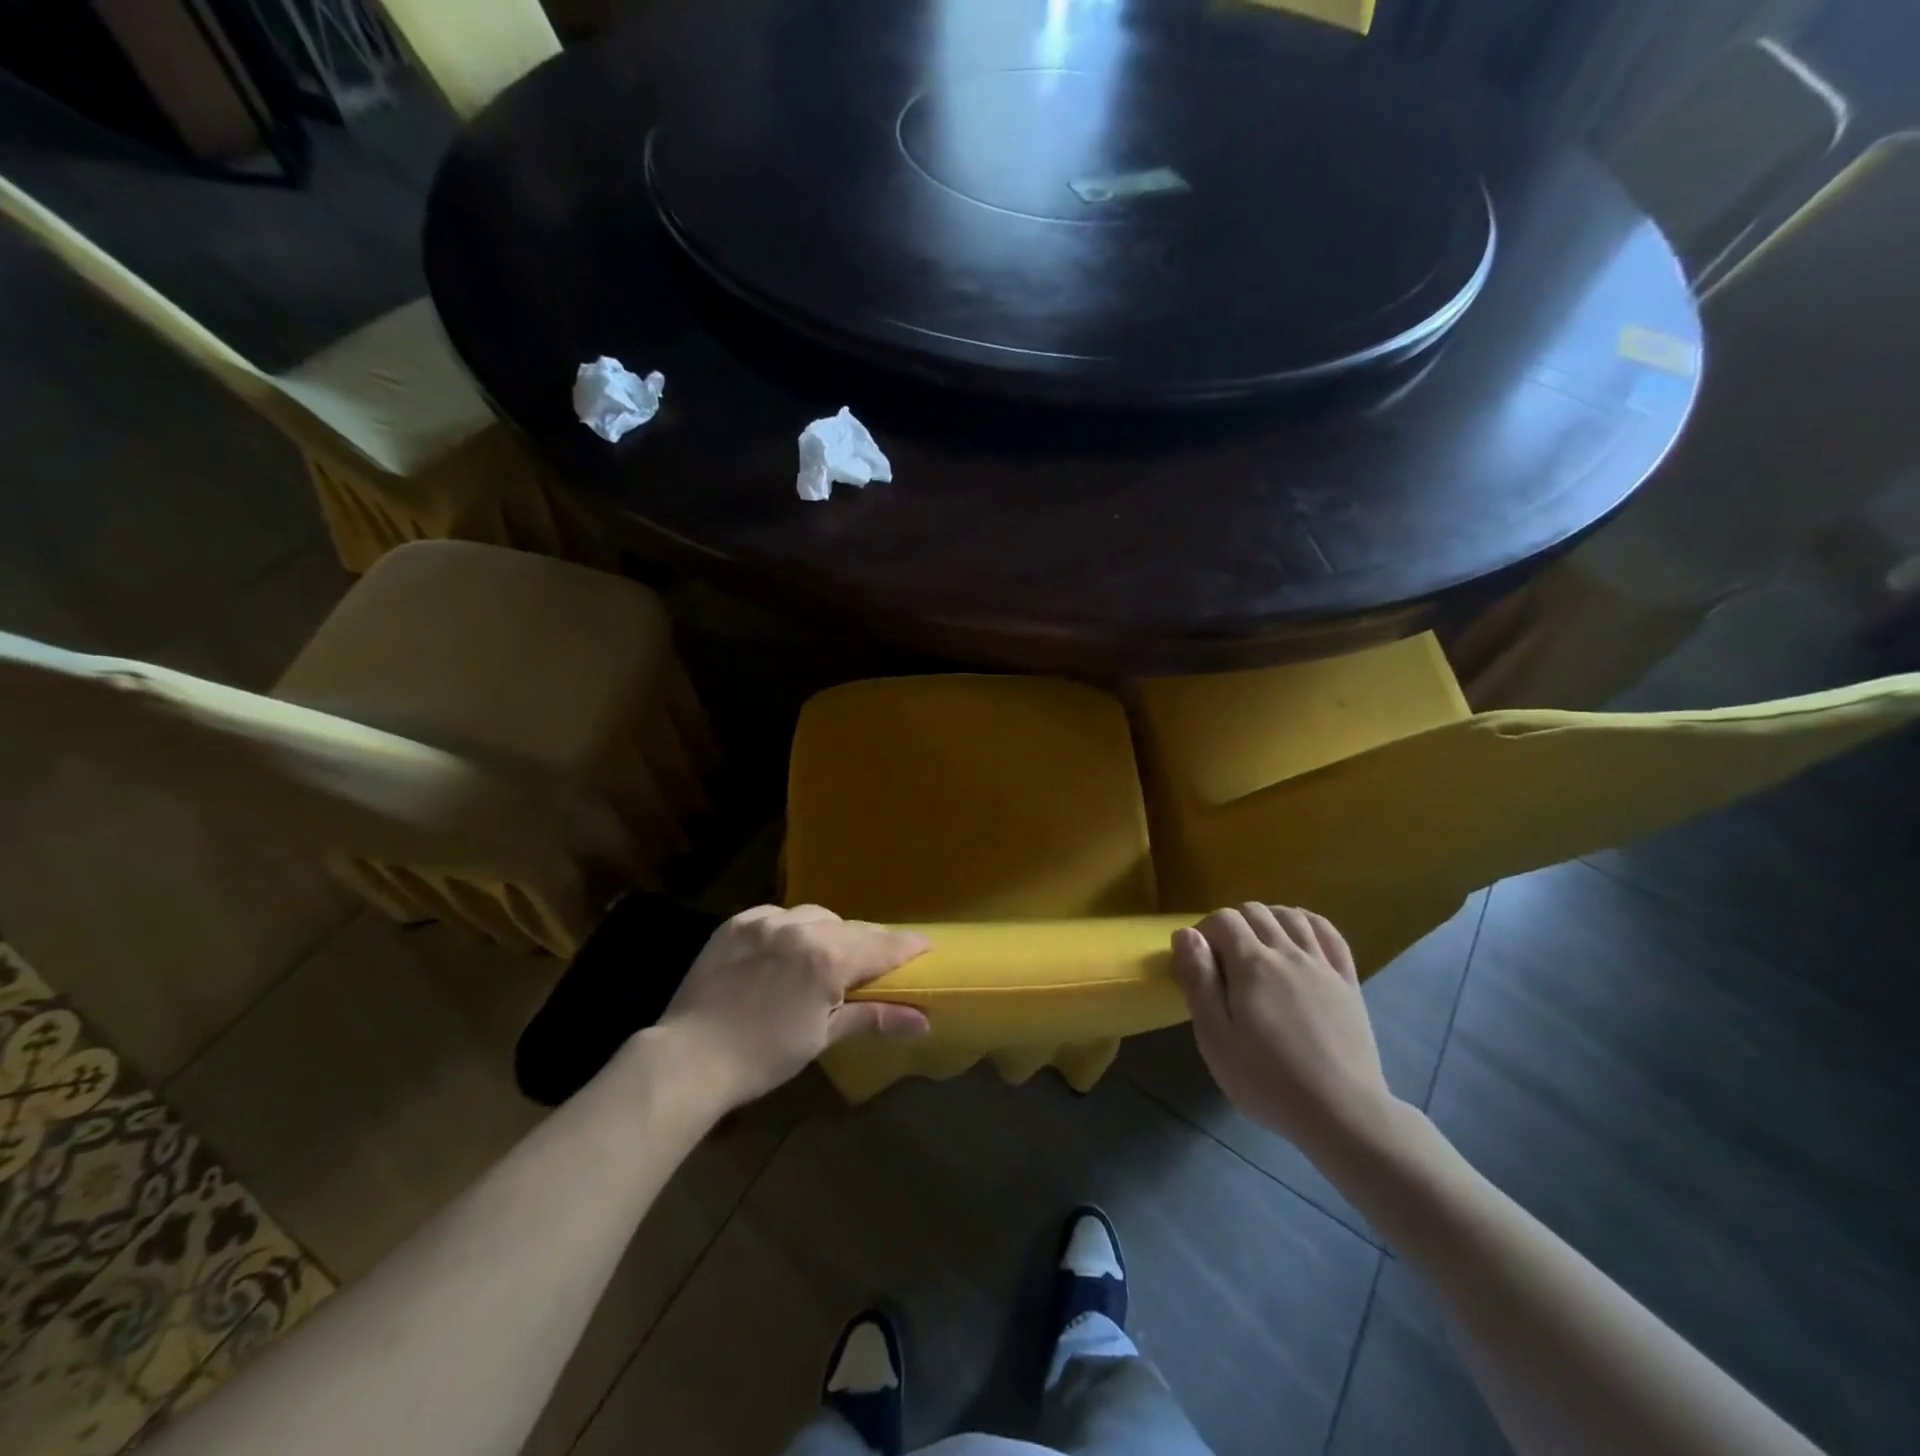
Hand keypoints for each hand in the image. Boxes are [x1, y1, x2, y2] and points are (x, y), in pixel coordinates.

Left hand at [658, 905, 929, 1109]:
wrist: (688, 1057)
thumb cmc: (763, 1055)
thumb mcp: (822, 1037)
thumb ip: (874, 1017)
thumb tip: (923, 1021)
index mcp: (827, 958)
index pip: (881, 945)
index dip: (907, 946)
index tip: (927, 945)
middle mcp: (801, 928)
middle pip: (851, 928)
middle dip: (869, 941)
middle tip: (879, 959)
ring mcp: (765, 921)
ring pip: (815, 915)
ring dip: (830, 931)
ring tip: (829, 955)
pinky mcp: (737, 923)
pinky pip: (778, 915)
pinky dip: (792, 927)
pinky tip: (788, 947)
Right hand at [1171, 904, 1399, 1159]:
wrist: (1342, 1113)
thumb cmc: (1267, 1080)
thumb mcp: (1215, 1038)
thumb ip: (1198, 981)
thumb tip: (1185, 934)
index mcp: (1252, 964)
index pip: (1222, 919)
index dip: (1203, 931)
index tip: (1197, 962)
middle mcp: (1287, 952)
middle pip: (1255, 911)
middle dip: (1231, 924)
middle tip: (1222, 959)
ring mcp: (1321, 964)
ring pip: (1291, 916)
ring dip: (1267, 919)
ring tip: (1257, 944)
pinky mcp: (1347, 981)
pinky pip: (1328, 933)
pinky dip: (1307, 923)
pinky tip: (1297, 936)